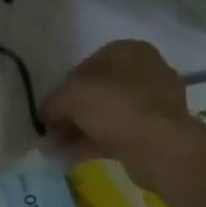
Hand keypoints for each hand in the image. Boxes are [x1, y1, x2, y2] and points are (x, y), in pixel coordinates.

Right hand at [42, 41, 193, 181]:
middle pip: (99, 91)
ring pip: (109, 114)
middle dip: (73, 112)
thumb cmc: (114, 106)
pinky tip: (75, 156)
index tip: (52, 108)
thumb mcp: (70, 96)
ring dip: (82, 130)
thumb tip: (45, 114)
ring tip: (58, 148)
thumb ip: (52, 102)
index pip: (87, 64)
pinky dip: (97, 142)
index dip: (64, 87)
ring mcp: (156, 103)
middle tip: (53, 131)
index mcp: (129, 50)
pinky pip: (121, 133)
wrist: (160, 146)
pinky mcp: (159, 131)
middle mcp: (147, 71)